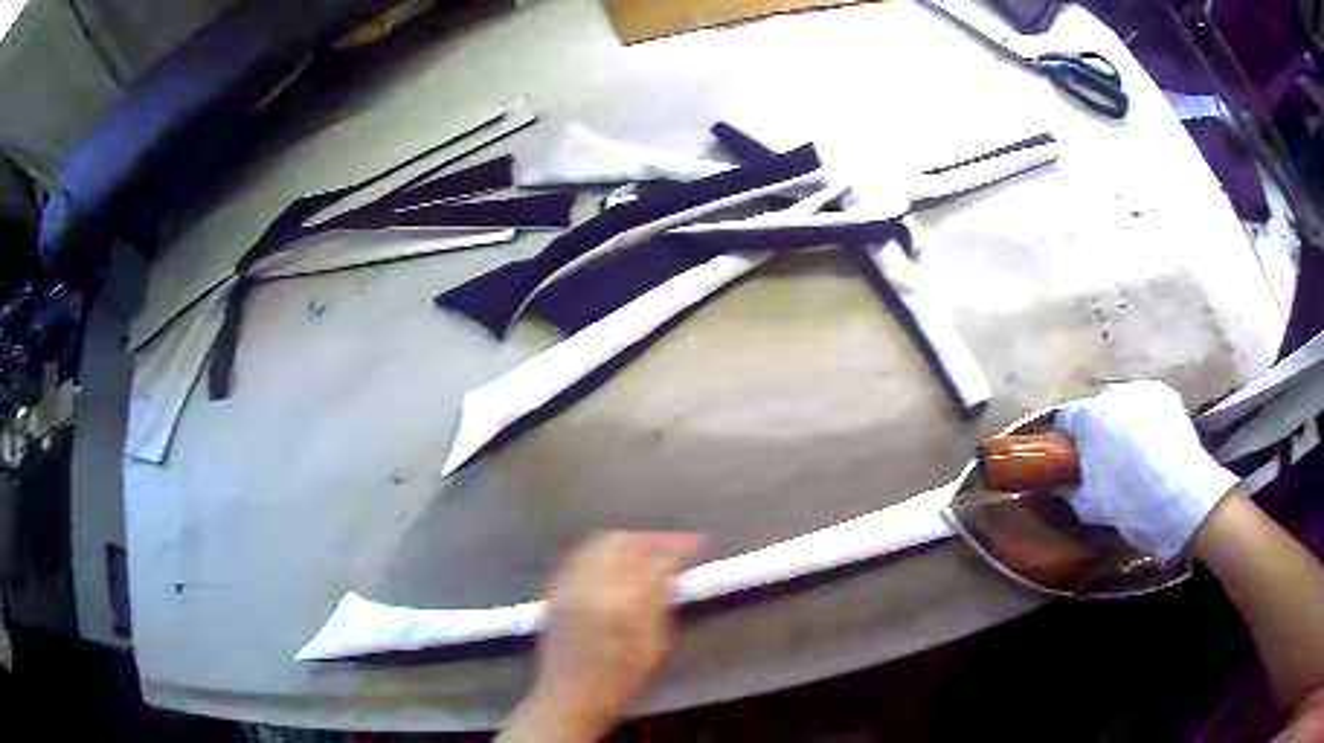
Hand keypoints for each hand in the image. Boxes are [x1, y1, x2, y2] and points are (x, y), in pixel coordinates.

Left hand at [502, 531, 702, 742]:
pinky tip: (615, 563)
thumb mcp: (654, 643)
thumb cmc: (622, 678)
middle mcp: (589, 584)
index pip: (649, 556)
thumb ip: (660, 600)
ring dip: (625, 542)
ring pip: (597, 546)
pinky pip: (580, 559)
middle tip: (671, 545)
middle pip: (619, 542)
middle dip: (648, 538)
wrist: (571, 696)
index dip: (674, 545)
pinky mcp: (556, 592)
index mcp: (619, 599)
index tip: (696, 543)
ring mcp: (568, 585)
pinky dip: (601, 552)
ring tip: (647, 550)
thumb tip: (669, 566)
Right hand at [1056, 380, 1237, 561]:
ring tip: (1136, 453)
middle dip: (1099, 429)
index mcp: (1087, 418)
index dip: (1069, 441)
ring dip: (1124, 423)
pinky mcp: (1166, 394)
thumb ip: (1070, 490)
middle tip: (1107, 461)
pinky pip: (1148, 405)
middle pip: (1098, 408)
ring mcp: (1141, 389)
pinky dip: (1147, 419)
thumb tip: (1061, 484)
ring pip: (1125, 405)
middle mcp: (1112, 393)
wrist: (1178, 495)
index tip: (1074, 462)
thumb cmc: (1127, 503)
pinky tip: (1155, 445)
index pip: (1066, 420)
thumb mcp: (1089, 507)